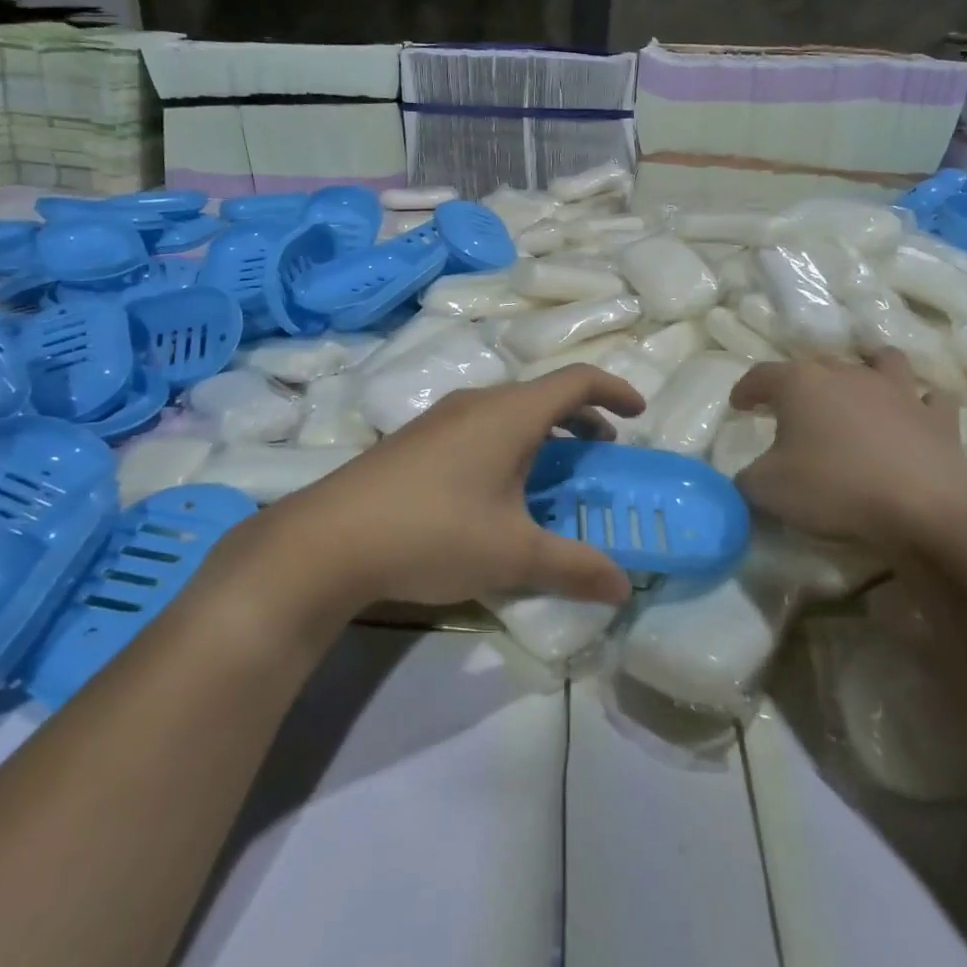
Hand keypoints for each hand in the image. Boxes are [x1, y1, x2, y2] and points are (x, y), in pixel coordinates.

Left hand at [245, 366, 645, 614]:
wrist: (328, 540)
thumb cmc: (435, 532)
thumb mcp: (513, 554)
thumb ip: (574, 566)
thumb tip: (623, 586)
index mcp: (510, 413)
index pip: (576, 381)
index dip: (614, 390)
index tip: (638, 413)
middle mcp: (477, 403)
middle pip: (542, 395)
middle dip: (581, 419)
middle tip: (601, 452)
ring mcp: (440, 419)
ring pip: (507, 412)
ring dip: (542, 434)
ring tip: (552, 475)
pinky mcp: (414, 441)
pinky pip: (478, 428)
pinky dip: (508, 445)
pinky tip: (496, 492)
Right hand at [729, 350, 966, 555]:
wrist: (924, 507)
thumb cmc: (834, 487)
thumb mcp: (767, 489)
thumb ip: (747, 478)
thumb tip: (748, 476)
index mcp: (800, 384)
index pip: (761, 375)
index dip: (746, 388)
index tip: (738, 405)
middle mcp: (848, 374)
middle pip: (817, 365)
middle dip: (800, 382)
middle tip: (791, 409)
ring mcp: (898, 391)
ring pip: (881, 361)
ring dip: (868, 370)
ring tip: (858, 391)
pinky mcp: (938, 417)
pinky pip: (929, 399)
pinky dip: (919, 405)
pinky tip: (913, 417)